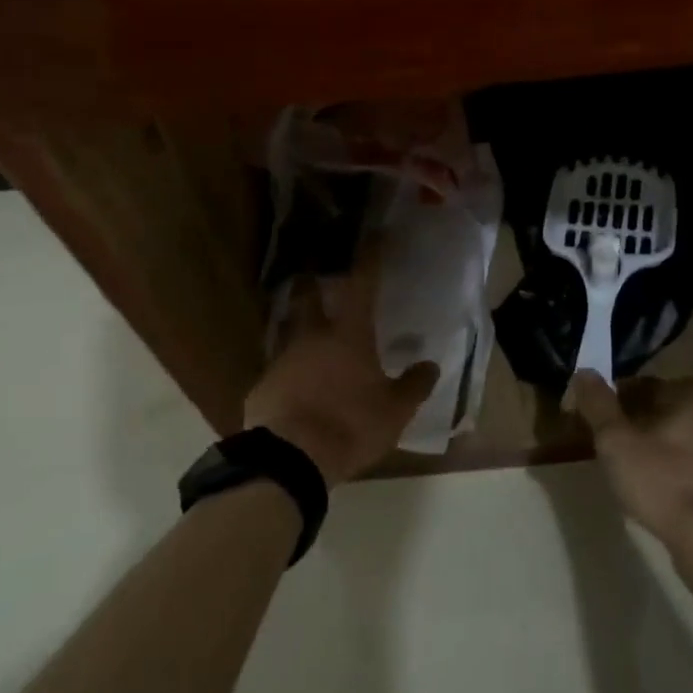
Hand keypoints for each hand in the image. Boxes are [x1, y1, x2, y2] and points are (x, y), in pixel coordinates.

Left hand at [244, 238, 439, 487]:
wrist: (291, 457)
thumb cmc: (350, 426)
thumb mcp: (394, 412)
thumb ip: (413, 386)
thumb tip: (431, 365)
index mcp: (348, 336)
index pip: (362, 286)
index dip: (369, 259)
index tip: (374, 236)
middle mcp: (311, 337)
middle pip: (307, 297)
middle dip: (312, 284)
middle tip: (315, 279)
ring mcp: (282, 359)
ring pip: (287, 329)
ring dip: (295, 323)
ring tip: (303, 329)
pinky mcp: (262, 385)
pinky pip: (276, 367)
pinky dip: (287, 368)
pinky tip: (291, 382)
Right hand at [569, 373, 692, 554]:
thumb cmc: (660, 482)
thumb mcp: (616, 441)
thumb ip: (599, 405)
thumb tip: (584, 371)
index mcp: (692, 403)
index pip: (648, 386)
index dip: (618, 396)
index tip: (599, 415)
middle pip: (667, 414)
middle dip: (639, 423)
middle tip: (612, 441)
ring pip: (683, 444)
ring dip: (659, 450)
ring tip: (631, 469)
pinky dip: (675, 476)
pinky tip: (659, 494)